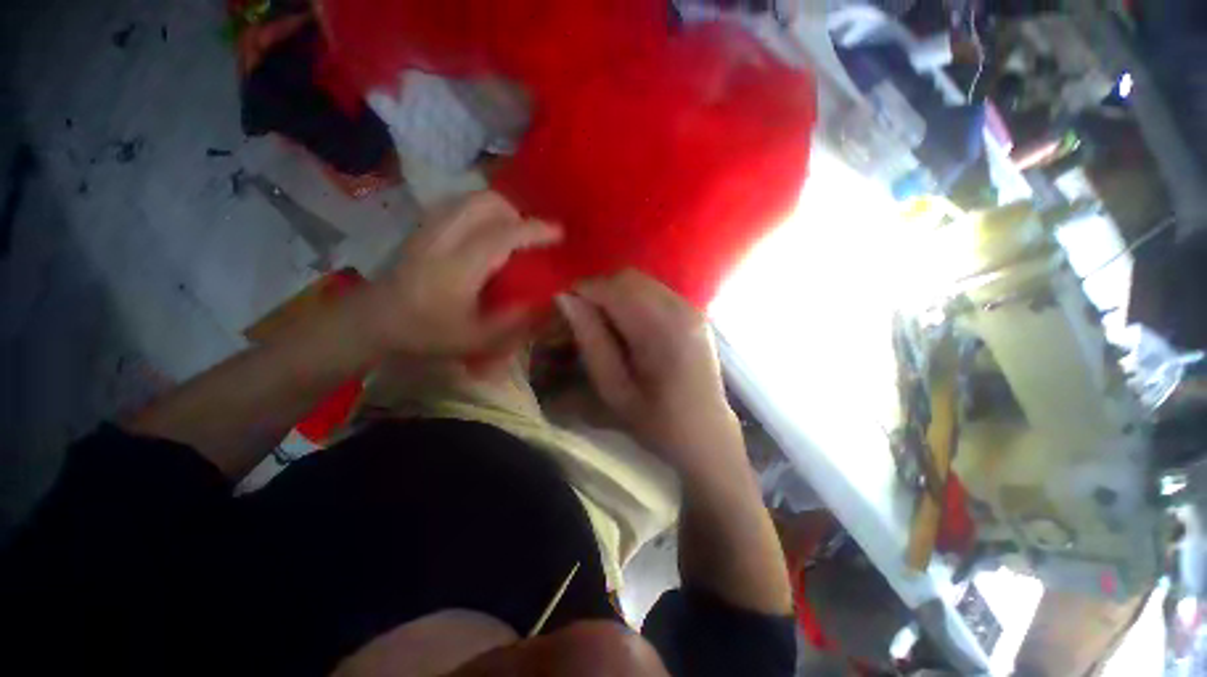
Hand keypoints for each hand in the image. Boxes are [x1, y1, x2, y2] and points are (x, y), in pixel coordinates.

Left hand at [366, 191, 560, 356]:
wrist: (374, 320)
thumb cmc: (426, 334)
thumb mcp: (475, 340)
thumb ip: (514, 322)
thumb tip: (545, 301)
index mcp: (457, 269)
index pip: (502, 235)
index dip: (534, 230)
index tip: (558, 232)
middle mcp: (443, 238)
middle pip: (485, 203)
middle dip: (516, 213)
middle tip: (529, 237)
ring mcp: (429, 227)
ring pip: (471, 198)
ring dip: (499, 209)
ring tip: (511, 233)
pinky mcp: (423, 225)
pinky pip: (459, 203)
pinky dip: (481, 210)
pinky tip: (486, 231)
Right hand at [556, 270, 744, 477]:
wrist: (706, 433)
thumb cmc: (656, 421)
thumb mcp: (614, 388)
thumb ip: (591, 339)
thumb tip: (566, 299)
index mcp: (661, 331)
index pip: (614, 289)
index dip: (584, 291)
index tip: (564, 307)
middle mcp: (680, 309)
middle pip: (629, 278)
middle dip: (599, 290)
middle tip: (582, 316)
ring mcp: (691, 308)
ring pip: (642, 281)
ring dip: (615, 293)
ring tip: (603, 322)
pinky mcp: (695, 312)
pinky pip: (655, 291)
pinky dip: (633, 298)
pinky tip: (628, 324)